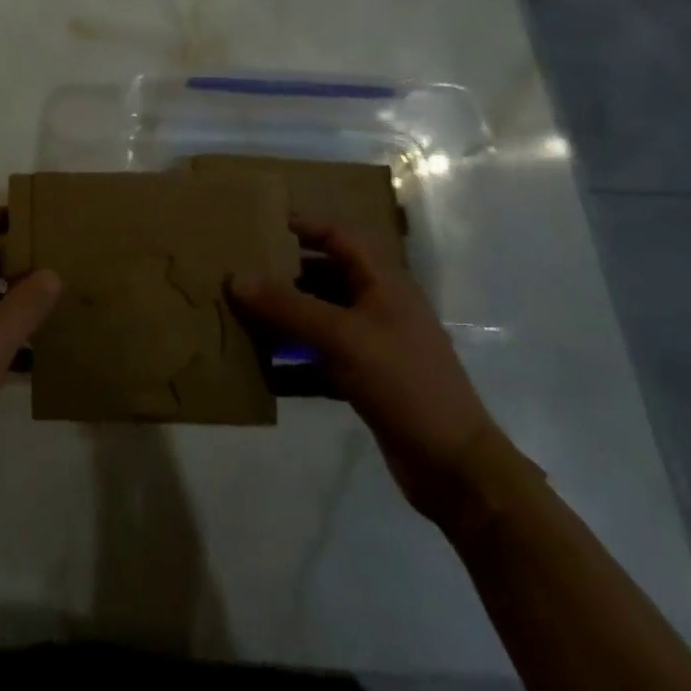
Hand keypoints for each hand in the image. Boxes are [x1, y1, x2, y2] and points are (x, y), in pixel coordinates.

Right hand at [231, 221, 509, 523]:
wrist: (455, 467)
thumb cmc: (403, 381)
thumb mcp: (342, 337)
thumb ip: (287, 306)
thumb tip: (235, 278)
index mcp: (383, 282)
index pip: (339, 236)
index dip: (304, 226)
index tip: (262, 224)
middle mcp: (378, 306)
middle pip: (324, 277)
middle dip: (284, 275)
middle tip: (241, 272)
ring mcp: (373, 345)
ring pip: (320, 319)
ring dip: (285, 319)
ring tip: (242, 316)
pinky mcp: (367, 381)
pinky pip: (321, 359)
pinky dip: (295, 361)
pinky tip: (263, 370)